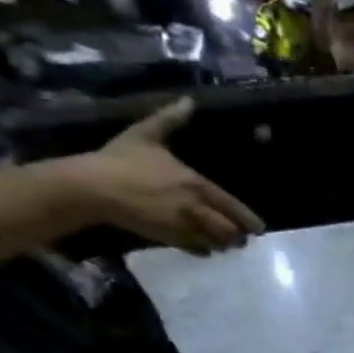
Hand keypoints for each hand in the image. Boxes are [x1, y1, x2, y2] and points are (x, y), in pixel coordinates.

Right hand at [70, 98, 264, 254]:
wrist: (94, 187)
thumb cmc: (121, 159)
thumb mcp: (146, 134)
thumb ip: (170, 119)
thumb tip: (189, 101)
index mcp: (197, 185)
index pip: (233, 208)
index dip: (250, 220)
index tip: (259, 228)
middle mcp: (196, 209)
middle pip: (231, 231)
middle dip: (240, 236)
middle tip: (243, 237)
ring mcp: (184, 227)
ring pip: (217, 244)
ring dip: (224, 244)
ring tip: (226, 243)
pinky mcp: (169, 240)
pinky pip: (197, 251)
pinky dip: (204, 251)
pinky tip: (204, 248)